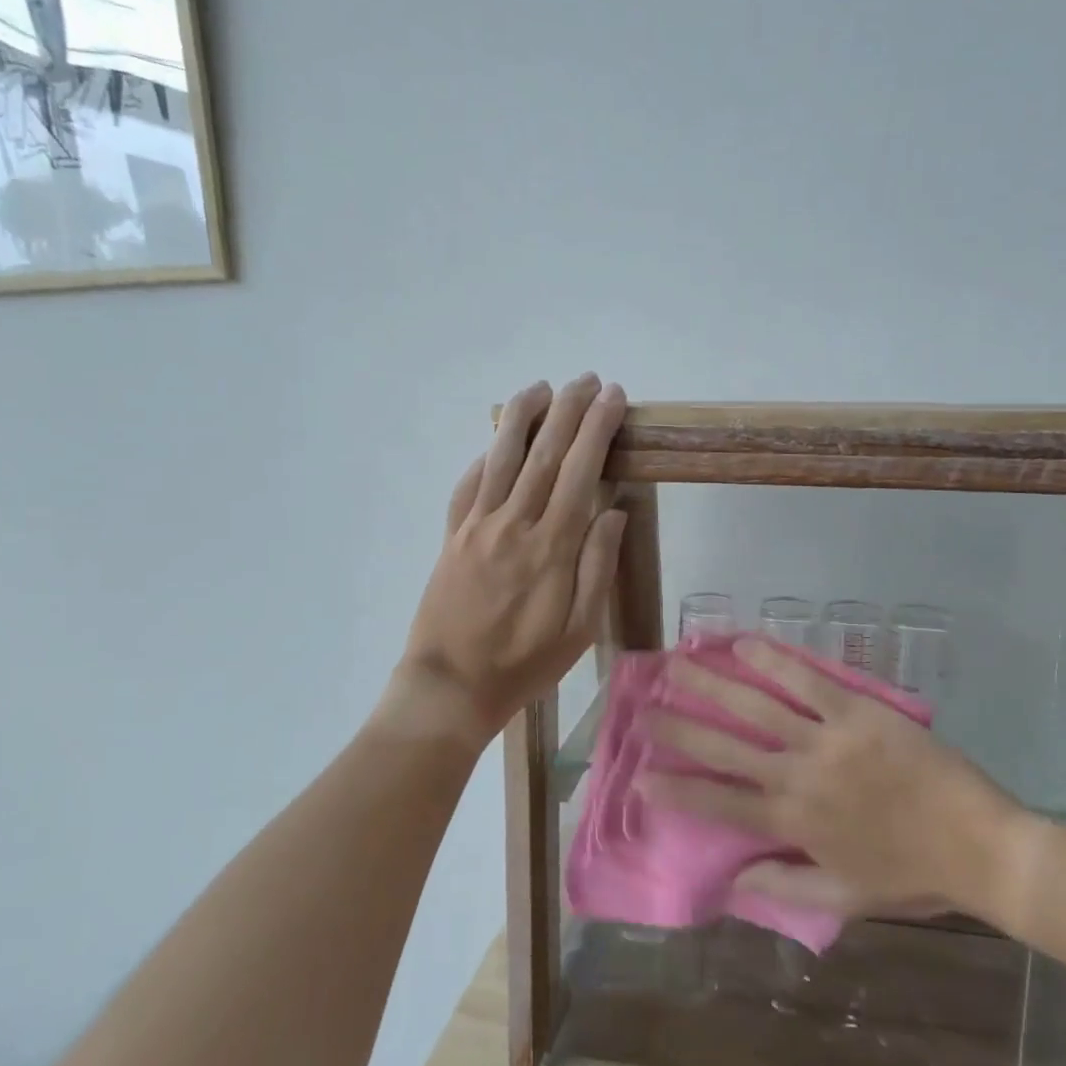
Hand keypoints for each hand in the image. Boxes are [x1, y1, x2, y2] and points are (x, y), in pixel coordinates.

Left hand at [398, 374, 628, 739]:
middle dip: (568, 410)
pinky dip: (485, 457)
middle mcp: (514, 524)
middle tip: (587, 379)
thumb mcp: (580, 629)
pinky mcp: (452, 536)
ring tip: (541, 387)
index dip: (597, 429)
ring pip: (502, 457)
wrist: (451, 686)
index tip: (613, 398)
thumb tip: (614, 510)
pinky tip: (496, 443)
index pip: (581, 471)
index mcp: (552, 546)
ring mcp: (478, 526)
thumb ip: (597, 565)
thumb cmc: (525, 664)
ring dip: (522, 417)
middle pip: (545, 453)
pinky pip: (469, 485)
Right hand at [640, 640, 1043, 927]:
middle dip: (679, 728)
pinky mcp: (857, 712)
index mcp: (793, 823)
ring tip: (679, 663)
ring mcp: (826, 740)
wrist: (980, 847)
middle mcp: (798, 776)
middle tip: (645, 709)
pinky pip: (807, 681)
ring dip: (713, 684)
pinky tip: (745, 643)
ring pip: (756, 707)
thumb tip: (732, 878)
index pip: (719, 804)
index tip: (641, 778)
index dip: (677, 791)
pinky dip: (773, 661)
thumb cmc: (912, 876)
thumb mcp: (846, 898)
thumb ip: (785, 887)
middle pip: (725, 747)